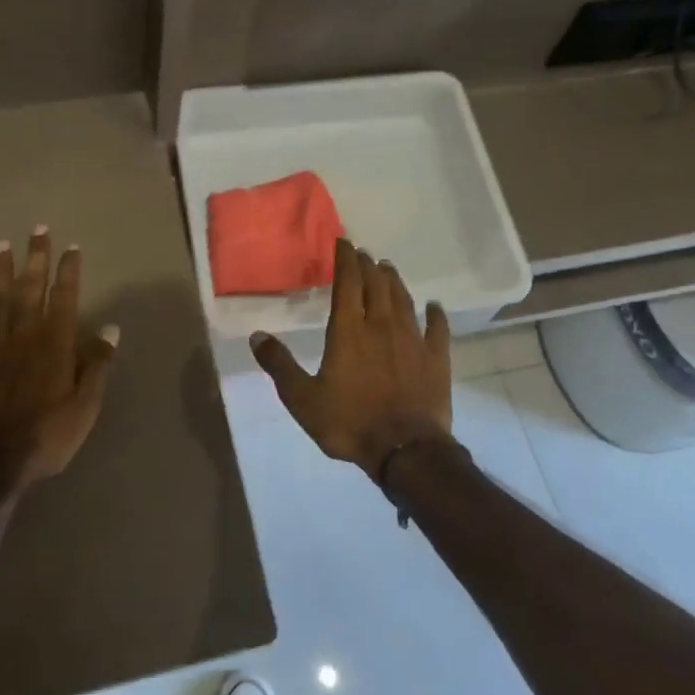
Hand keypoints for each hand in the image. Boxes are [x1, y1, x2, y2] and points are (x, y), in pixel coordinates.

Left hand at [0, 229, 120, 485]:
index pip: (65, 297)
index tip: (71, 247)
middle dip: (35, 258)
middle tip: (38, 229)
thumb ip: (97, 364)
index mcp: (55, 343)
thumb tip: (110, 328)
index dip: (69, 271)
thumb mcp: (86, 405)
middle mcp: (23, 334)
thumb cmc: (47, 434)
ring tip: (0, 244)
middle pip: (30, 288)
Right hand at [250, 238, 452, 479]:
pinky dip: (435, 314)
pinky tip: (433, 307)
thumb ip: (279, 365)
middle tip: (364, 254)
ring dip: (394, 281)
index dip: (345, 260)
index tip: (344, 243)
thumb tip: (256, 335)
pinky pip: (437, 329)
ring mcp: (413, 340)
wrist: (406, 451)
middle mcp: (381, 326)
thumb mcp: (302, 399)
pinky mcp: (436, 359)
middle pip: (376, 285)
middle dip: (368, 265)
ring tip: (388, 268)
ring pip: (403, 300)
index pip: (348, 283)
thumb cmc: (350, 422)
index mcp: (349, 331)